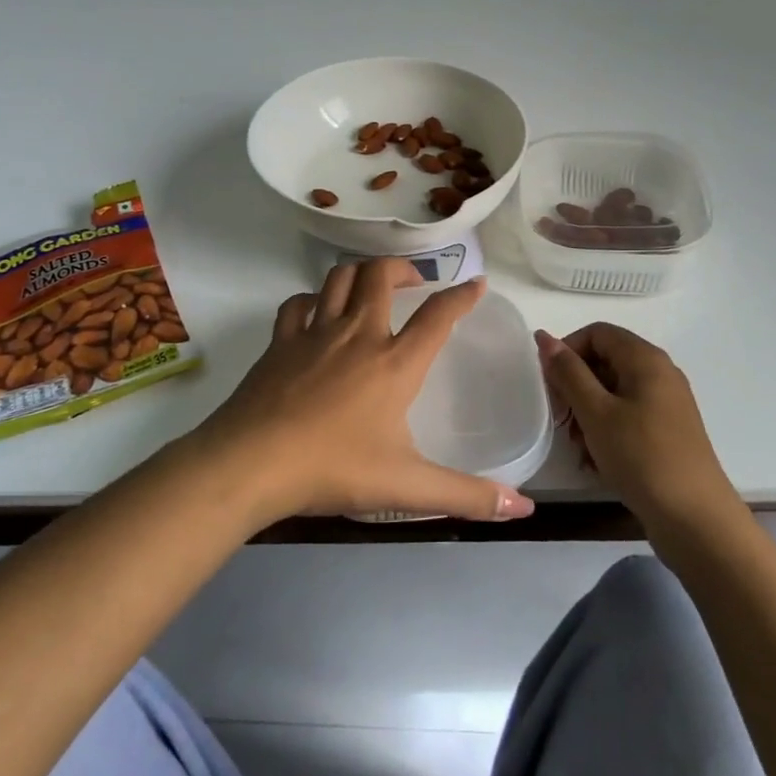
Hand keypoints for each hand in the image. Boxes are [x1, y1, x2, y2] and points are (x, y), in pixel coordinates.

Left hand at [194, 259, 536, 525]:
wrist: (252, 463)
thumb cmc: (334, 468)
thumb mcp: (407, 487)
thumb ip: (466, 496)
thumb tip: (523, 508)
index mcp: (395, 363)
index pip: (438, 316)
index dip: (461, 296)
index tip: (476, 283)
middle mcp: (358, 334)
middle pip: (382, 275)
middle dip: (403, 268)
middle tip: (415, 281)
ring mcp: (315, 333)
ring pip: (340, 278)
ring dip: (360, 273)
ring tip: (372, 285)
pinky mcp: (281, 342)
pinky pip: (298, 303)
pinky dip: (312, 298)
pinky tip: (316, 311)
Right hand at [536, 324, 736, 533]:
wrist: (696, 520)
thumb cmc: (642, 457)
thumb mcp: (596, 413)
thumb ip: (568, 373)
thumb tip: (545, 337)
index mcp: (646, 359)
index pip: (597, 332)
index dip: (568, 350)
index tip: (550, 384)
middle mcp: (660, 373)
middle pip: (605, 361)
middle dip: (576, 387)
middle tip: (561, 419)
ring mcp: (666, 404)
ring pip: (614, 393)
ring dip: (588, 414)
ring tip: (578, 448)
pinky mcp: (668, 432)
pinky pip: (628, 417)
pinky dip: (607, 431)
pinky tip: (595, 462)